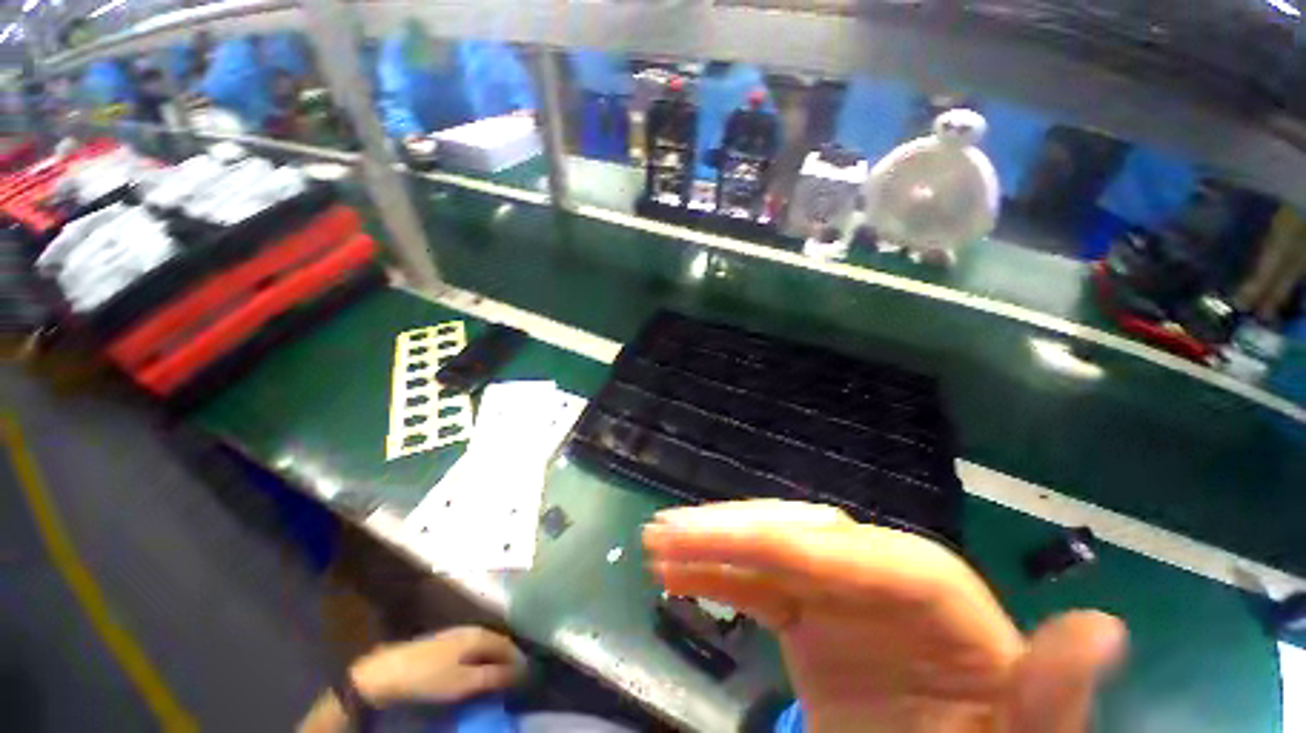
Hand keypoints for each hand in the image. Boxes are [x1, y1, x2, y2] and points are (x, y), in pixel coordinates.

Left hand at [351, 627, 525, 706]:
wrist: (389, 671)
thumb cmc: (429, 677)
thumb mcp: (463, 683)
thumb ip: (492, 677)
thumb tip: (519, 673)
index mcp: (480, 635)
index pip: (508, 646)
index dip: (518, 662)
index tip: (526, 679)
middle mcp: (473, 629)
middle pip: (498, 644)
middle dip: (508, 661)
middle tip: (513, 681)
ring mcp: (459, 634)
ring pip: (486, 646)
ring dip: (494, 661)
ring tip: (498, 680)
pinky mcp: (447, 642)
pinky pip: (474, 649)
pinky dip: (482, 660)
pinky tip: (477, 672)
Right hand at [643, 501, 1126, 732]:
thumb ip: (1054, 695)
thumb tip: (1102, 630)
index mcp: (932, 593)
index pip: (847, 552)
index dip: (775, 543)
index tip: (710, 545)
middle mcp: (878, 572)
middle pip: (794, 532)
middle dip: (727, 530)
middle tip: (666, 534)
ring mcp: (839, 589)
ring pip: (766, 547)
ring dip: (712, 544)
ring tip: (659, 543)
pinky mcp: (811, 609)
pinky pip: (756, 577)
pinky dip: (717, 572)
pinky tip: (680, 573)